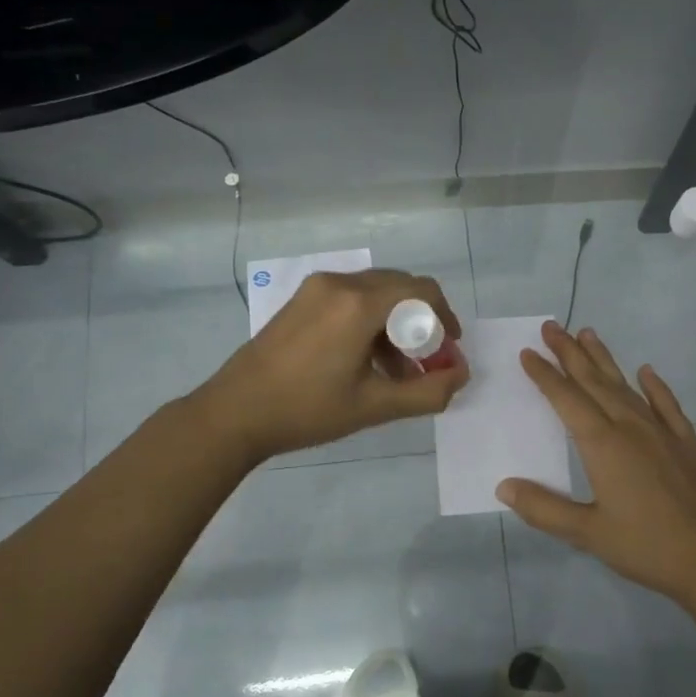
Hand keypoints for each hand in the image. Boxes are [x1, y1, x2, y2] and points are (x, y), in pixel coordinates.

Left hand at [196, 269, 467, 463]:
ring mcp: (317, 288)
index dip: (445, 318)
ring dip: (396, 323)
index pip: (422, 291)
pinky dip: (370, 320)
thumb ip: (427, 392)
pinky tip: (366, 358)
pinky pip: (351, 298)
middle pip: (400, 287)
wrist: (235, 413)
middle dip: (422, 321)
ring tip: (398, 368)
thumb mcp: (374, 406)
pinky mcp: (302, 299)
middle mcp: (340, 283)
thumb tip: (460, 375)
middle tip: (427, 360)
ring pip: (375, 292)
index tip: (449, 350)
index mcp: (359, 303)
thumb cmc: (308, 410)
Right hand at [497, 322, 695, 609]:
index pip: (566, 400)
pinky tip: (647, 372)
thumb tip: (504, 486)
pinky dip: (655, 387)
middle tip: (552, 326)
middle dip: (570, 353)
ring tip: (588, 334)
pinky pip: (667, 406)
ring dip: (605, 360)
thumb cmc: (645, 547)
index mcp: (603, 445)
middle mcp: (631, 428)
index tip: (528, 352)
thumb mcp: (587, 533)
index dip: (545, 375)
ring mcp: (662, 432)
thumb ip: (543, 508)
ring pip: (626, 387)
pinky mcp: (687, 444)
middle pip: (594, 382)